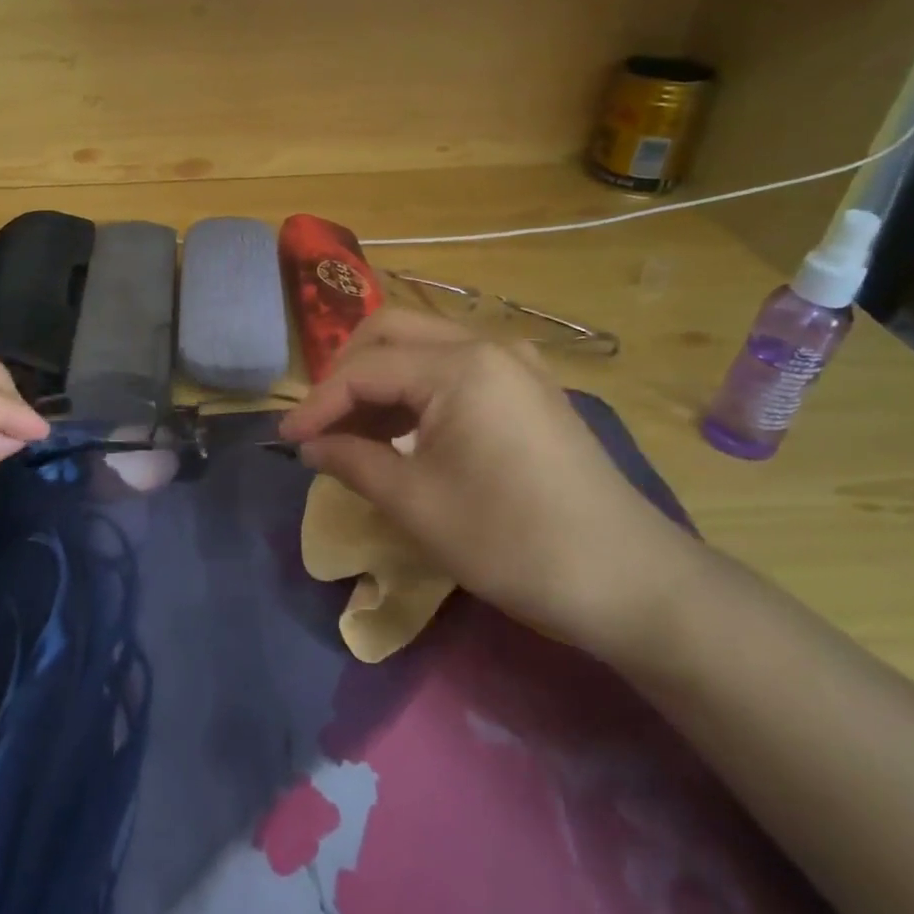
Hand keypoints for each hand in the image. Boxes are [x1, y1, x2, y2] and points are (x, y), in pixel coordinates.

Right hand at [277, 309, 708, 666]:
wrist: (628, 581)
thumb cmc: (512, 542)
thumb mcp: (416, 504)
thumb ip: (352, 461)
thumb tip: (307, 445)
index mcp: (460, 366)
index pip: (364, 369)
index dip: (317, 404)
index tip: (284, 440)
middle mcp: (487, 346)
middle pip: (391, 332)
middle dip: (345, 372)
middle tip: (322, 423)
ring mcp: (514, 364)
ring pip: (422, 346)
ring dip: (379, 379)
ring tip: (353, 433)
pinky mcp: (528, 389)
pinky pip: (454, 367)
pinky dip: (415, 390)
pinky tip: (401, 432)